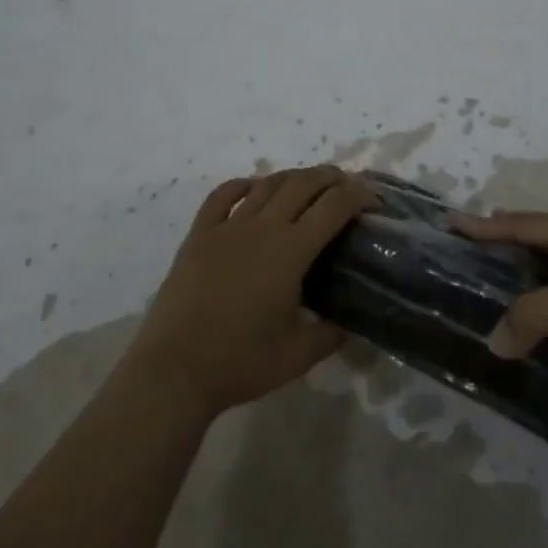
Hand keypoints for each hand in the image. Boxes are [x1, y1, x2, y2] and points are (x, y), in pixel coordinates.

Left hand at [129, 166, 373, 417]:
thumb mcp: (298, 356)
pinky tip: (252, 188)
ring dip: (294, 177)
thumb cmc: (240, 362)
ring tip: (308, 185)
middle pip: (303, 183)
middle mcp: (262, 227)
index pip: (334, 206)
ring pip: (267, 184)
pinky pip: (222, 196)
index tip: (373, 199)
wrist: (174, 370)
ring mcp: (228, 227)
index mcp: (291, 251)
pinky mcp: (199, 235)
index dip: (359, 195)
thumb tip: (348, 324)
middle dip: (331, 177)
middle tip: (347, 186)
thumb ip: (330, 335)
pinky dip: (243, 185)